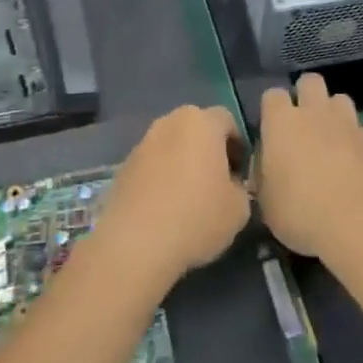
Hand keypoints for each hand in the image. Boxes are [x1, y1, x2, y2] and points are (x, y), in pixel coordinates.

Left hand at [99, 106, 250, 287]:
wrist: (136, 243)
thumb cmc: (196, 217)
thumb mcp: (239, 208)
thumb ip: (239, 186)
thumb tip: (229, 185)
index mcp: (201, 123)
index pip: (227, 119)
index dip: (238, 144)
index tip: (240, 173)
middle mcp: (169, 123)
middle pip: (196, 129)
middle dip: (208, 150)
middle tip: (217, 183)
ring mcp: (142, 144)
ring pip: (171, 146)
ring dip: (182, 163)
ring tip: (188, 199)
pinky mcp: (123, 167)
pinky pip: (151, 165)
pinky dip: (161, 178)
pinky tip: (165, 209)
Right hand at [257, 74, 362, 261]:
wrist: (356, 223)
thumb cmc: (299, 212)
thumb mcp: (265, 200)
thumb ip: (264, 173)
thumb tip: (267, 166)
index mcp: (281, 122)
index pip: (272, 95)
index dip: (272, 109)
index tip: (272, 129)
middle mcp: (314, 112)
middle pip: (310, 82)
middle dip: (307, 96)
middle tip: (304, 125)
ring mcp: (348, 122)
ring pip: (340, 99)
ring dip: (335, 114)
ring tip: (333, 139)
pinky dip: (360, 140)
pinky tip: (358, 160)